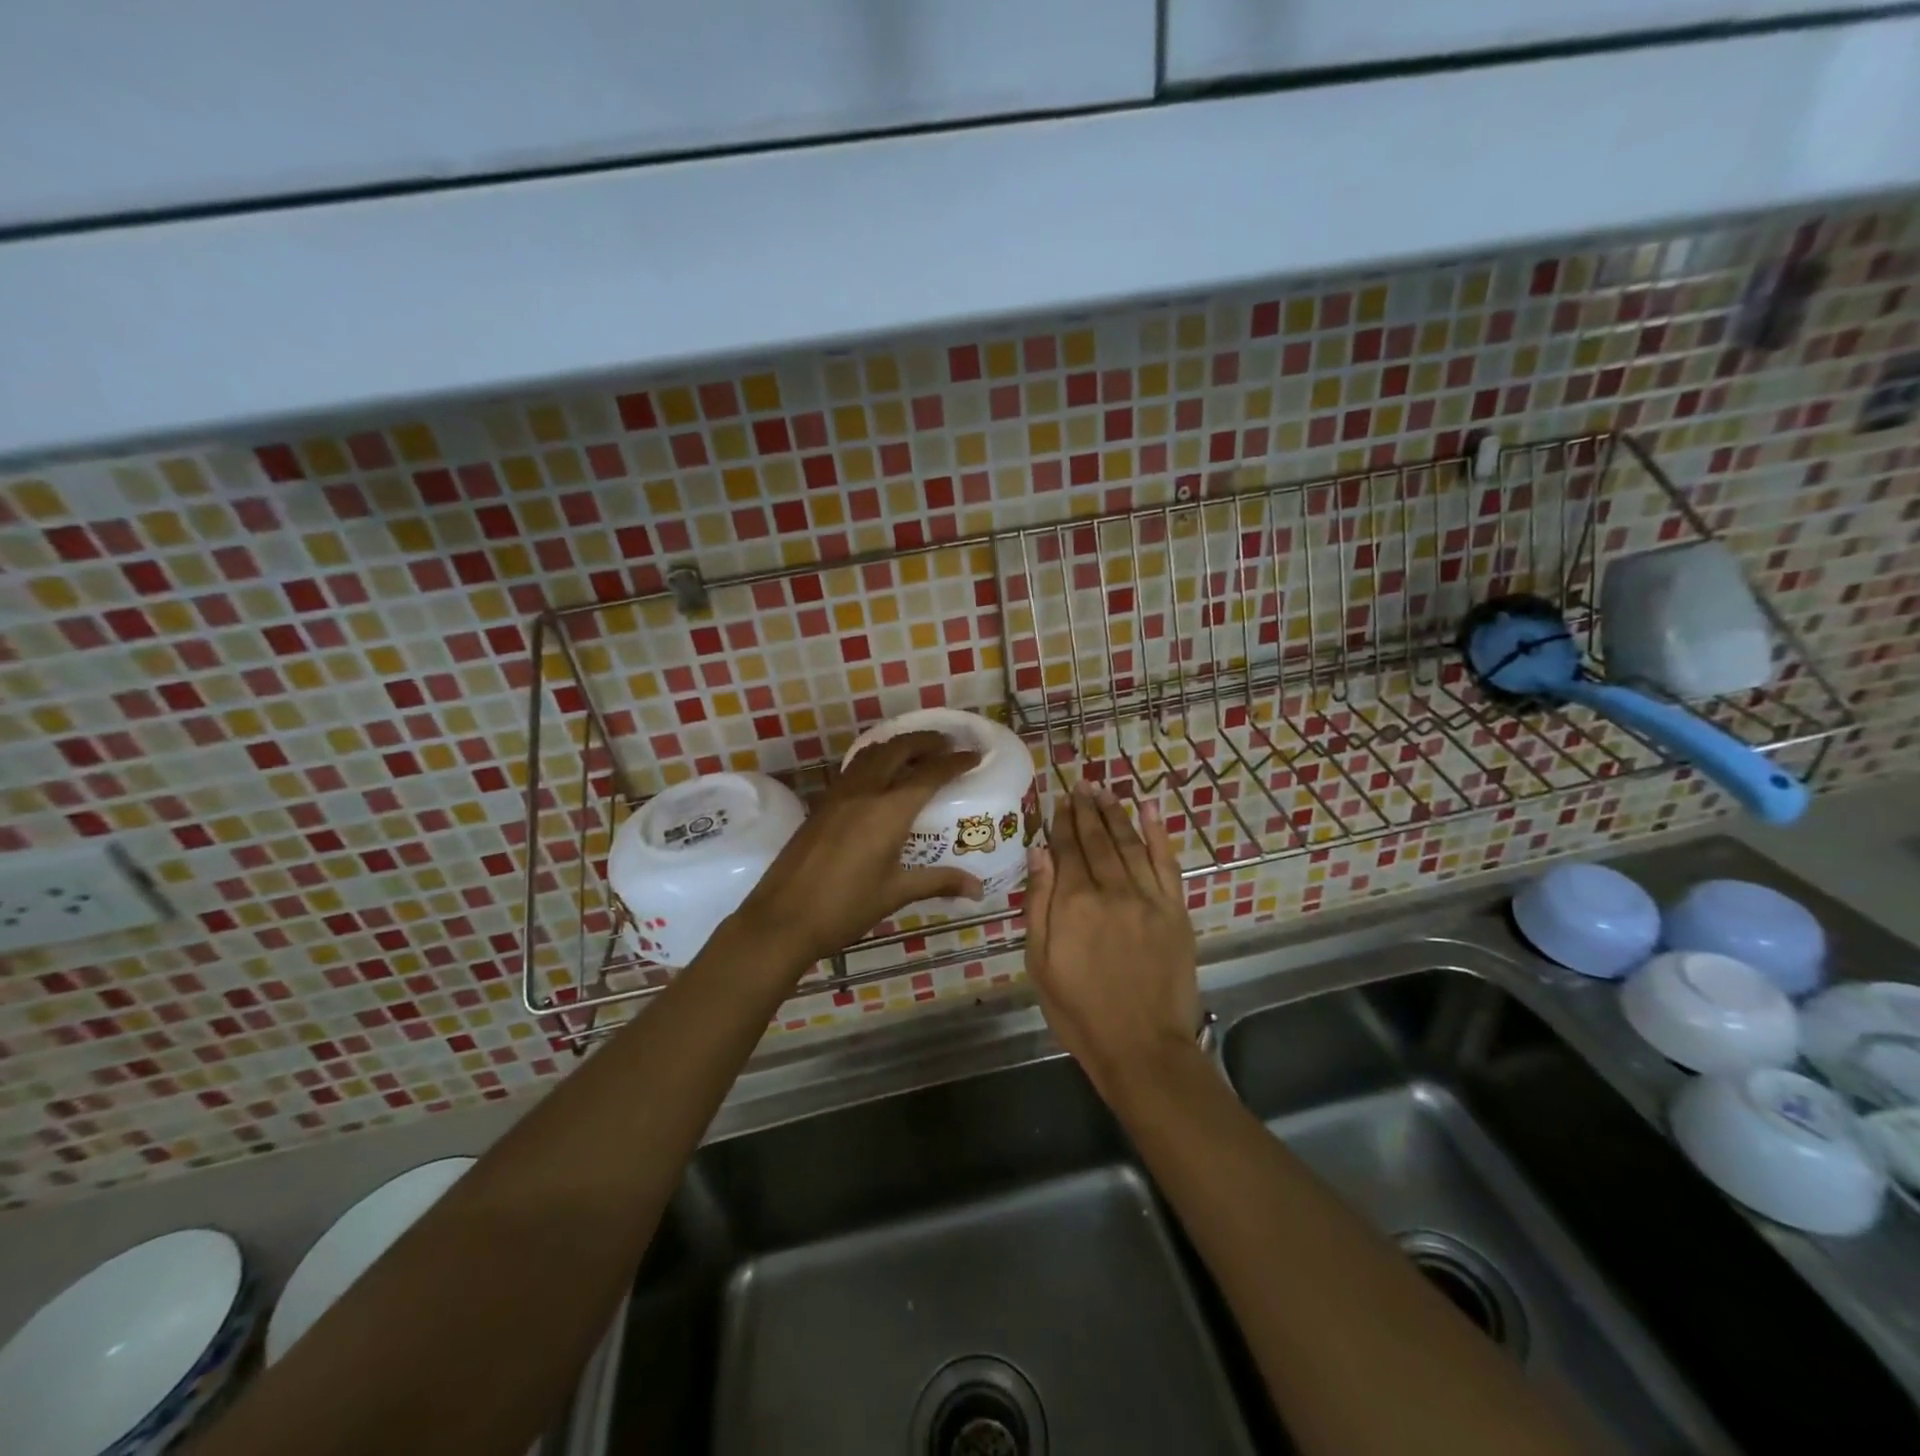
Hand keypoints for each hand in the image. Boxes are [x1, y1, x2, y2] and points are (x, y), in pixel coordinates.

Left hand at [732, 731, 984, 968]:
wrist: (782, 919)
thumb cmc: (845, 908)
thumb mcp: (895, 894)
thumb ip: (938, 882)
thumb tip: (978, 889)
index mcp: (888, 811)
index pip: (929, 774)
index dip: (955, 762)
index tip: (974, 755)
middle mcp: (864, 792)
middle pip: (898, 749)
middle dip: (926, 741)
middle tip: (947, 744)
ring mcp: (838, 795)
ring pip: (872, 754)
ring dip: (898, 745)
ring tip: (916, 753)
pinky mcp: (821, 805)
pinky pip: (854, 768)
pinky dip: (875, 760)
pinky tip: (881, 776)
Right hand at [1024, 781, 1197, 1100]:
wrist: (1143, 1047)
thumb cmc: (1080, 1011)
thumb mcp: (1040, 964)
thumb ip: (1038, 905)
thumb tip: (1040, 854)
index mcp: (1074, 903)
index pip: (1067, 849)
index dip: (1062, 822)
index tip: (1060, 800)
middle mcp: (1112, 890)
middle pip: (1097, 840)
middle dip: (1087, 809)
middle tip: (1081, 785)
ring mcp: (1148, 898)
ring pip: (1130, 843)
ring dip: (1116, 813)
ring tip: (1105, 791)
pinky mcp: (1176, 911)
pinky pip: (1167, 862)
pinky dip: (1158, 833)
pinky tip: (1150, 809)